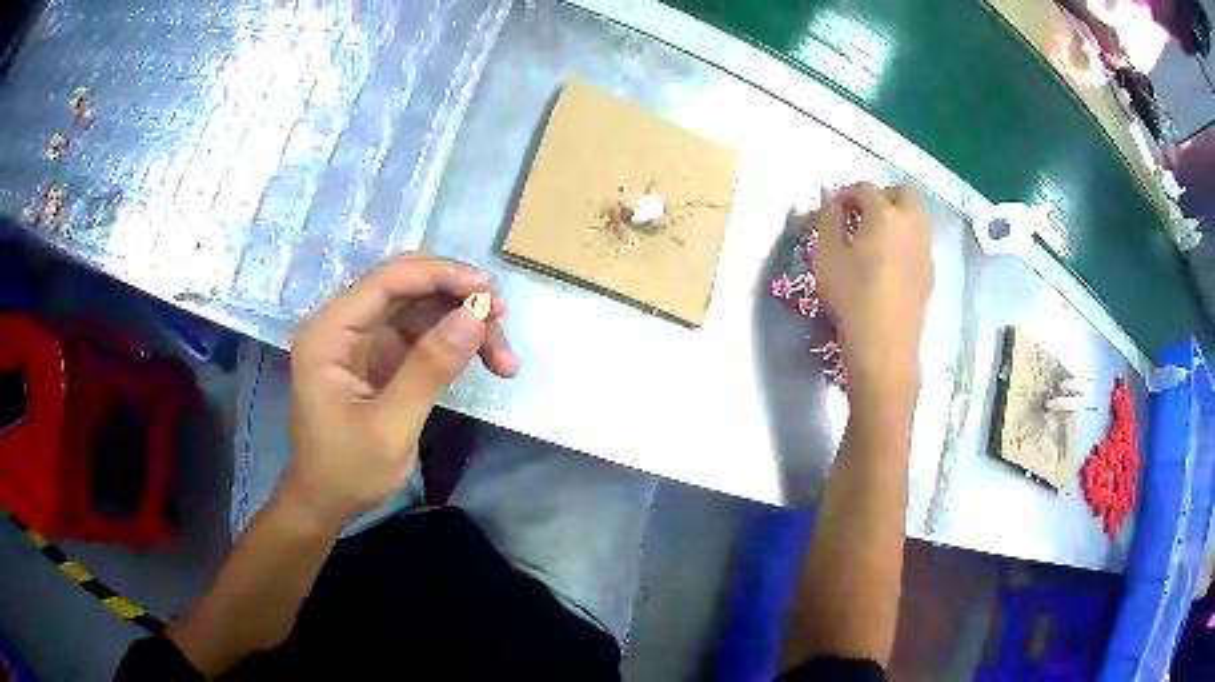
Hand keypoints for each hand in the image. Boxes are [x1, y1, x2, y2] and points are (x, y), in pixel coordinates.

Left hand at [283, 254, 517, 527]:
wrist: (326, 502)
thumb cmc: (347, 471)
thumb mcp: (390, 427)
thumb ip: (429, 369)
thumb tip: (474, 316)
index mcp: (329, 333)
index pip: (387, 282)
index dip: (440, 276)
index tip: (489, 290)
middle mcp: (343, 324)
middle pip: (407, 286)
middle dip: (456, 297)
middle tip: (501, 320)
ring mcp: (362, 338)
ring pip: (421, 307)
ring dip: (462, 322)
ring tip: (502, 358)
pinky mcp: (379, 354)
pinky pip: (422, 332)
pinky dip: (454, 342)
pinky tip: (483, 359)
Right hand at [816, 183, 932, 392]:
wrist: (885, 347)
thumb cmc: (852, 298)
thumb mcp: (826, 257)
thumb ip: (828, 222)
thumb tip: (832, 204)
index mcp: (885, 215)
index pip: (865, 189)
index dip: (846, 194)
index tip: (833, 210)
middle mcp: (911, 225)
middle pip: (902, 193)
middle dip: (882, 196)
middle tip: (861, 215)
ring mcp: (925, 249)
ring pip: (916, 217)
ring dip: (896, 217)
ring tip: (874, 239)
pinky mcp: (929, 272)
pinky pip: (919, 242)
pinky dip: (905, 240)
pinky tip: (889, 263)